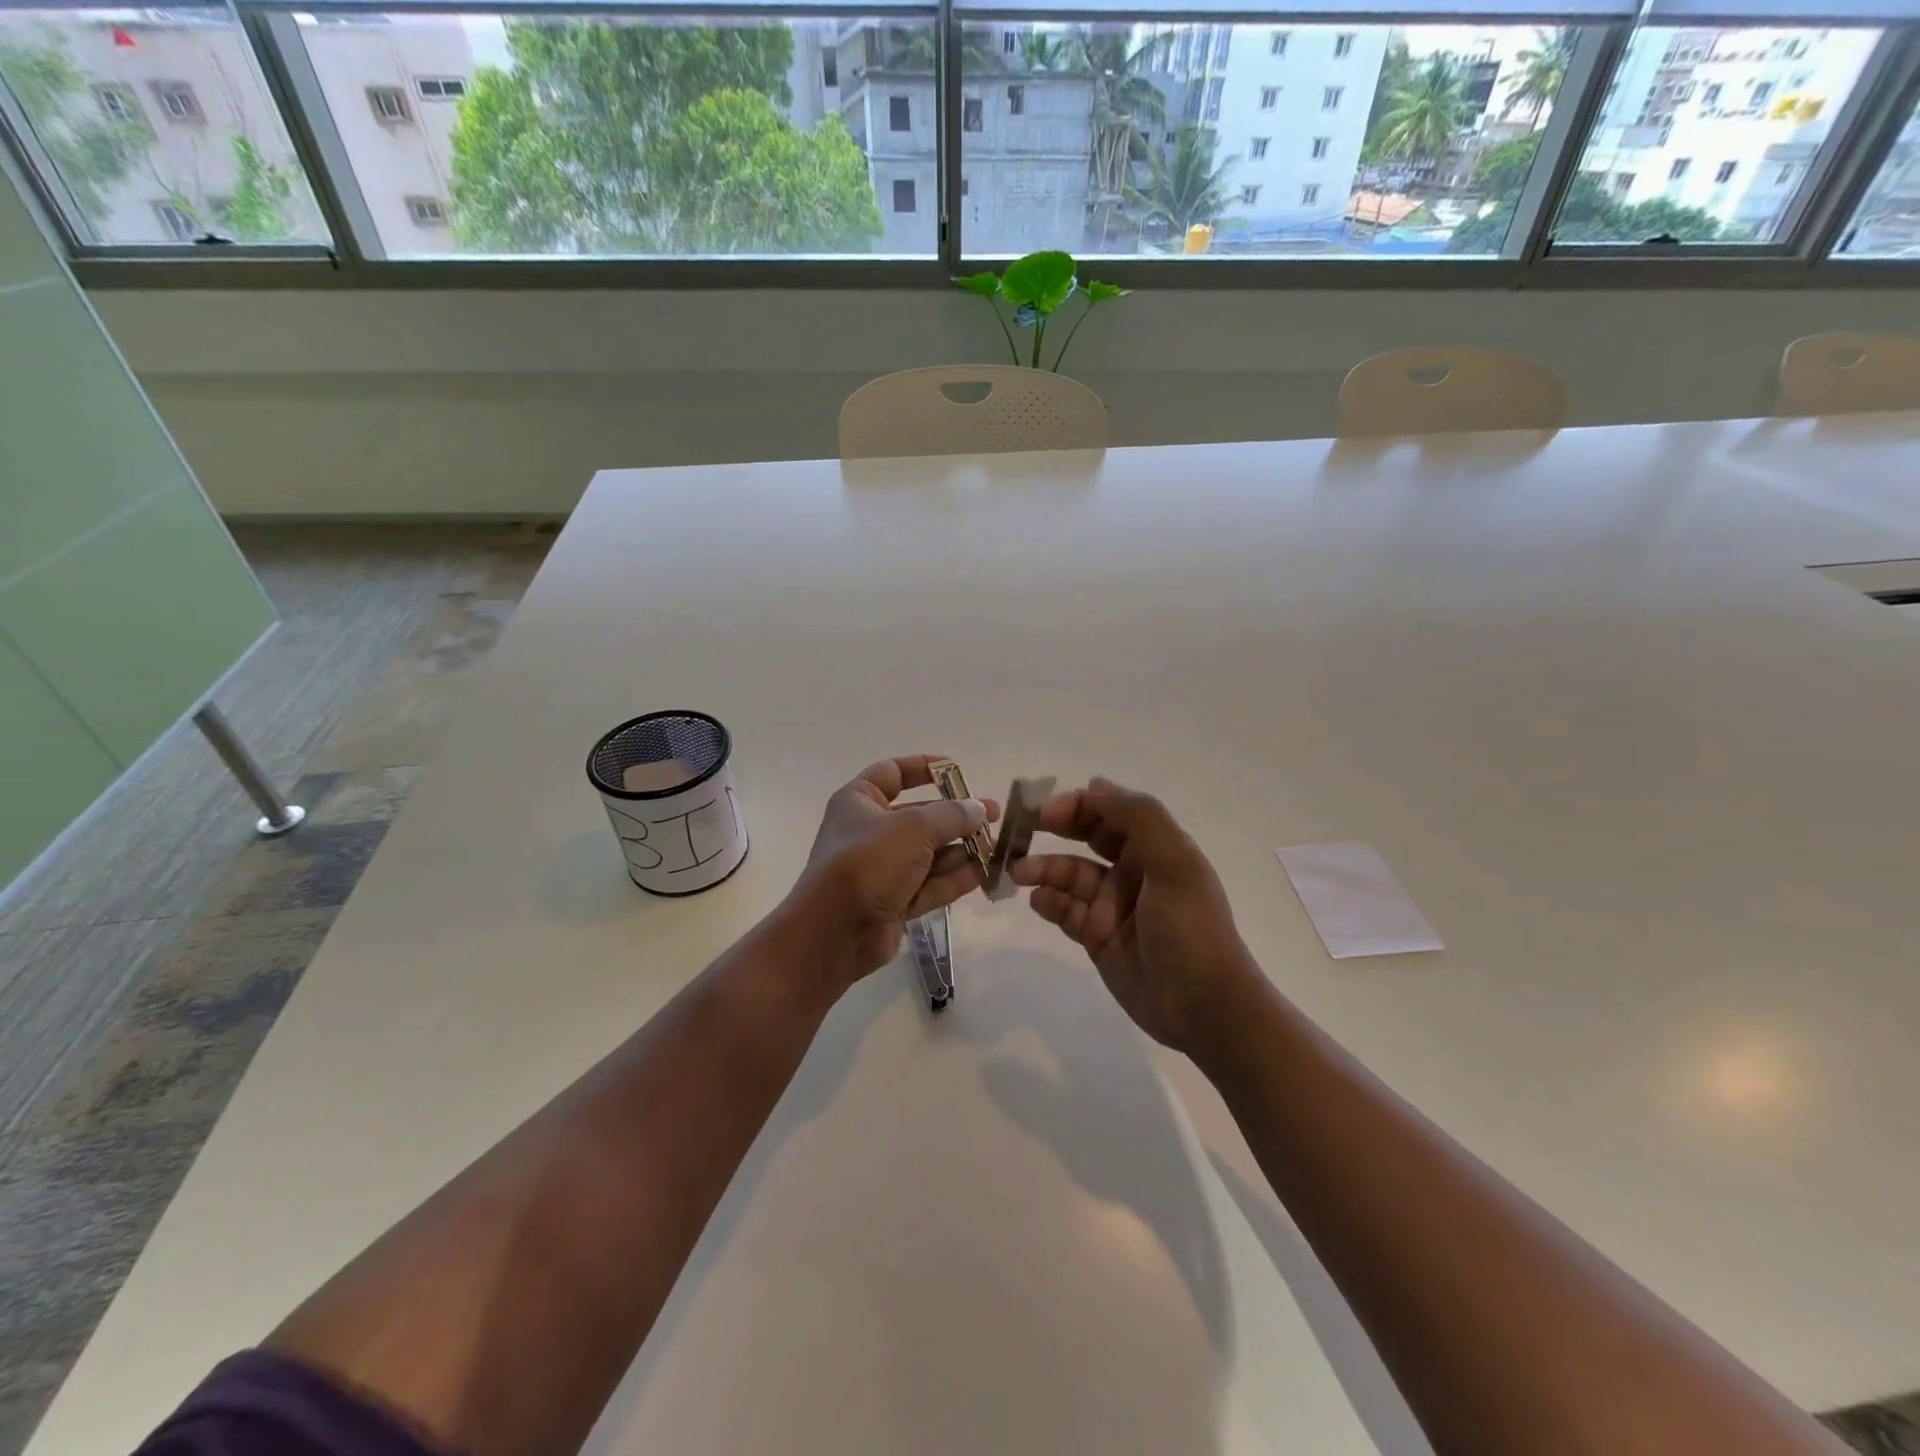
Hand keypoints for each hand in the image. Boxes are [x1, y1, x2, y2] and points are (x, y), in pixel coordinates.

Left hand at [789, 755, 1000, 985]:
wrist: (834, 931)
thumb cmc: (869, 862)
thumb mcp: (914, 828)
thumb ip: (952, 815)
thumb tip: (979, 808)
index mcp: (860, 801)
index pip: (893, 772)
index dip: (925, 767)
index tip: (958, 770)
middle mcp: (869, 831)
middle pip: (919, 816)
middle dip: (956, 816)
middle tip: (993, 816)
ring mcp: (881, 869)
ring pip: (928, 853)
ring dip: (961, 849)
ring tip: (997, 846)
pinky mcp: (893, 902)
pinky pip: (929, 884)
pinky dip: (955, 878)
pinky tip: (986, 873)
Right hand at [1010, 778, 1260, 1057]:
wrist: (1204, 1009)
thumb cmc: (1191, 930)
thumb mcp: (1176, 865)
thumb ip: (1140, 818)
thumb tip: (1095, 784)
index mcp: (1155, 847)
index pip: (1110, 810)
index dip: (1078, 804)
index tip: (1044, 809)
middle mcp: (1132, 869)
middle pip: (1086, 835)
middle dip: (1053, 827)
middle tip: (1019, 829)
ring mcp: (1112, 903)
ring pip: (1069, 873)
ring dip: (1043, 867)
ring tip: (1018, 872)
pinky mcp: (1096, 935)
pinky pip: (1064, 909)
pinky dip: (1048, 902)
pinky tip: (1039, 903)